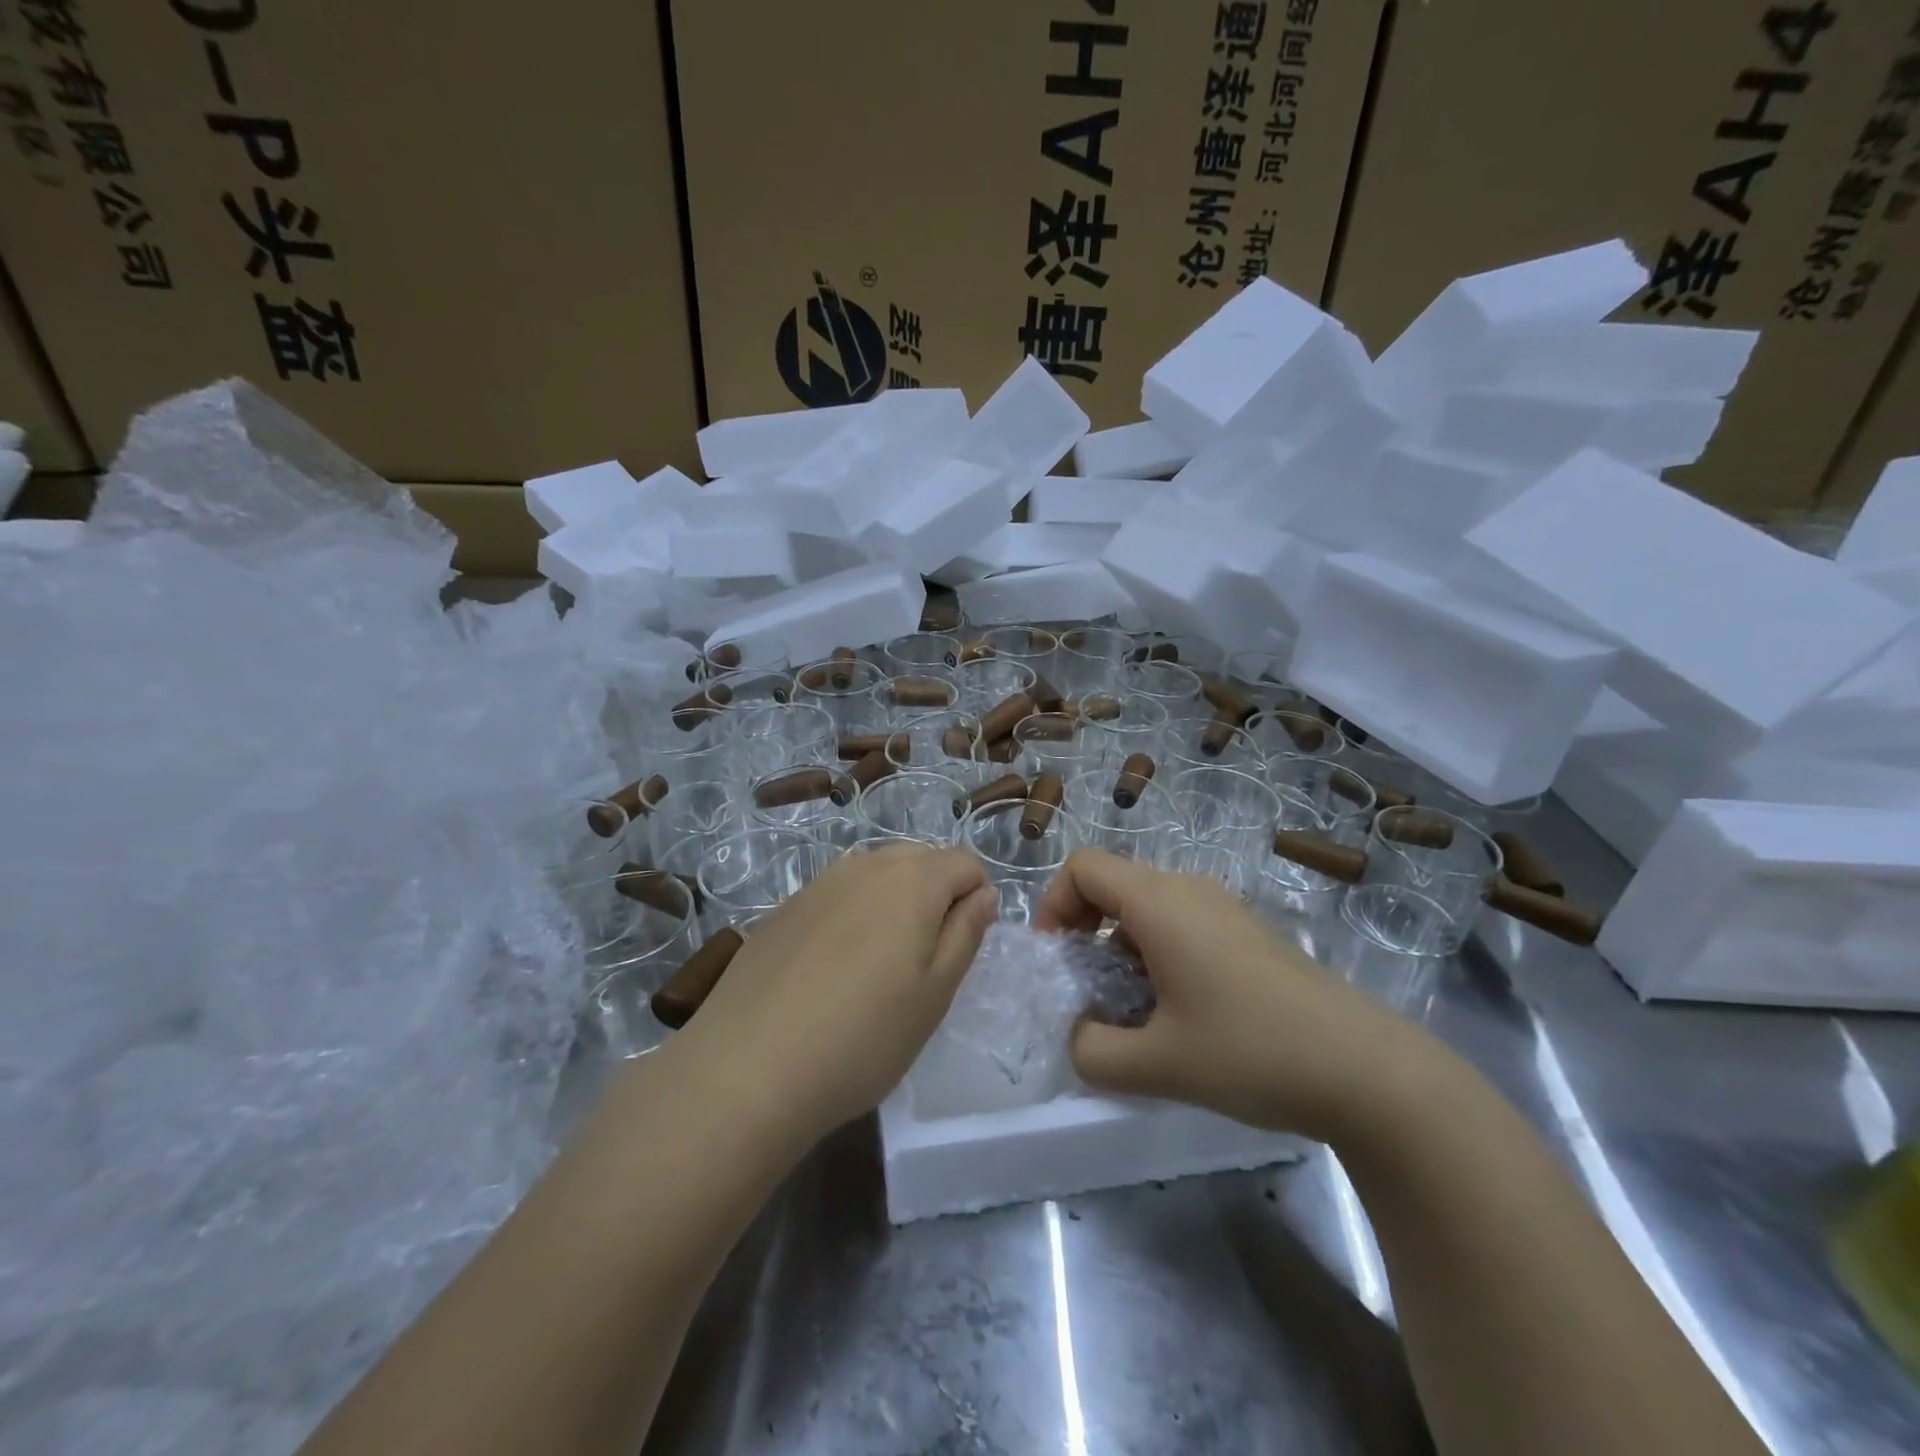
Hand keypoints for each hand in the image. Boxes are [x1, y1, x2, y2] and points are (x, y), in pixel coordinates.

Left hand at [673, 843, 997, 1146]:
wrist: (746, 1069)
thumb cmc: (862, 1037)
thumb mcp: (934, 994)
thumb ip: (966, 933)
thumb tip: (982, 893)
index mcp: (911, 880)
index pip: (964, 861)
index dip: (977, 896)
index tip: (963, 946)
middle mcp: (864, 865)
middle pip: (920, 859)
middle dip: (937, 894)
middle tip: (925, 959)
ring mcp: (818, 884)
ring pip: (875, 874)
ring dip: (893, 903)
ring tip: (879, 966)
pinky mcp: (783, 909)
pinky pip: (837, 895)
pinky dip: (852, 916)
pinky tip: (832, 971)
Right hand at [1035, 849, 1441, 1142]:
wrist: (1367, 1070)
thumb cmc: (1252, 1052)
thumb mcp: (1157, 1065)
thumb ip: (1092, 1052)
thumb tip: (1079, 1034)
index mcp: (1160, 902)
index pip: (1083, 868)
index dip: (1053, 905)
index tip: (1056, 962)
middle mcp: (1188, 890)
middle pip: (1112, 886)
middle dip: (1084, 935)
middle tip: (1088, 994)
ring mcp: (1222, 909)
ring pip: (1146, 910)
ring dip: (1120, 952)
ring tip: (1133, 1015)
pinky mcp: (1245, 934)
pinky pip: (1180, 926)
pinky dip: (1156, 958)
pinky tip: (1178, 1017)